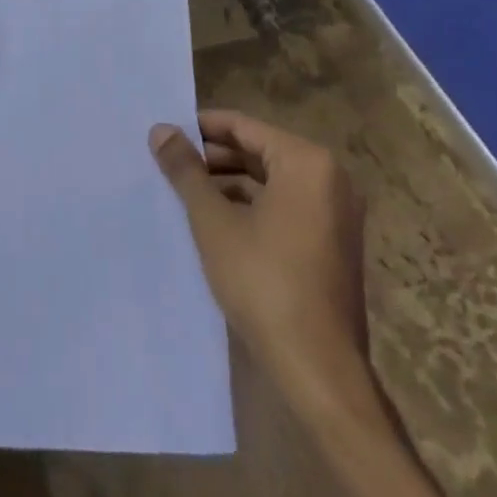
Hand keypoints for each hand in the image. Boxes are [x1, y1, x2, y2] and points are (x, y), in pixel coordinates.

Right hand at [151, 110, 370, 413]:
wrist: (319, 370)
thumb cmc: (264, 282)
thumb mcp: (213, 221)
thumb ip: (185, 170)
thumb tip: (160, 129)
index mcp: (306, 162)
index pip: (243, 126)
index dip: (201, 128)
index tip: (166, 134)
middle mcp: (330, 179)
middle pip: (259, 151)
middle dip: (213, 157)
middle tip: (170, 164)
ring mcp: (336, 214)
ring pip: (272, 181)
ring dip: (230, 183)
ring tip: (186, 191)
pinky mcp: (333, 244)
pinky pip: (286, 206)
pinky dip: (253, 206)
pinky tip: (217, 221)